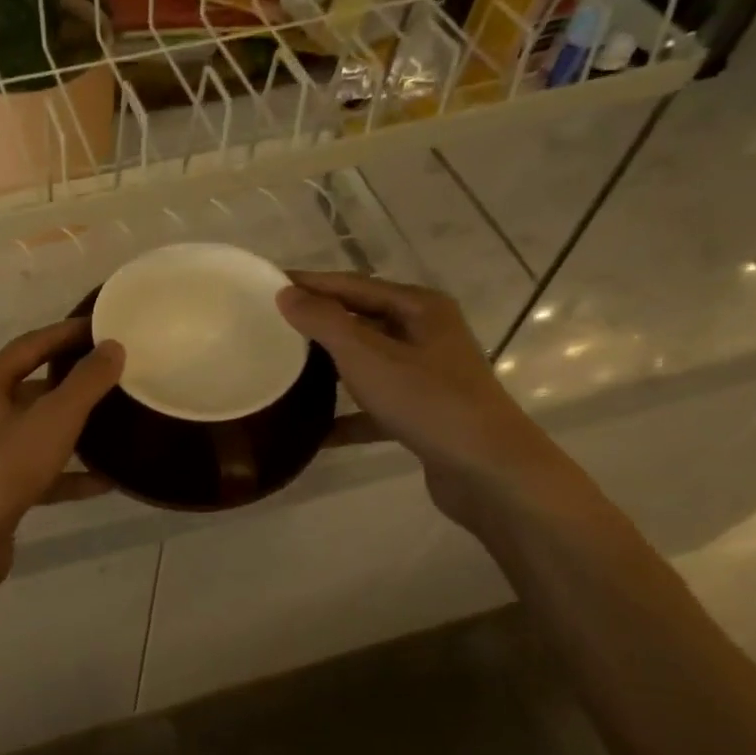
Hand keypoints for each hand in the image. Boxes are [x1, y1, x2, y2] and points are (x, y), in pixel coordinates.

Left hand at [0, 319, 123, 563]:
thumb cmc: (2, 468)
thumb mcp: (52, 419)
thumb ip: (86, 383)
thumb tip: (113, 347)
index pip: (31, 344)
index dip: (68, 333)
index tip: (104, 328)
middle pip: (33, 387)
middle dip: (74, 383)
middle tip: (116, 376)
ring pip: (37, 431)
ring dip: (74, 430)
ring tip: (117, 424)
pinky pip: (39, 472)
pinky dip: (68, 474)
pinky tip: (106, 481)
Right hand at [277, 271, 577, 527]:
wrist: (488, 471)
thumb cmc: (427, 401)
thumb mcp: (366, 356)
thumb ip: (324, 322)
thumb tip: (287, 293)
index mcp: (419, 308)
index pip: (353, 285)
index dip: (311, 283)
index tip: (267, 284)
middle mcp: (427, 334)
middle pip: (361, 321)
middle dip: (318, 324)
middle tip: (271, 327)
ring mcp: (427, 376)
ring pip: (367, 363)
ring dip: (329, 369)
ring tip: (287, 370)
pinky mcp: (423, 414)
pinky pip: (374, 407)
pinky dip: (346, 416)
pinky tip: (314, 431)